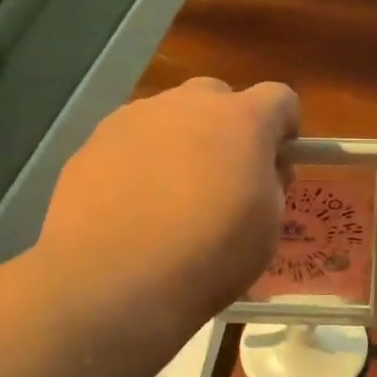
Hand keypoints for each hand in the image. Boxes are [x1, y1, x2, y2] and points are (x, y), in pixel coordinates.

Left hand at [37, 78, 297, 326]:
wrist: (114, 279)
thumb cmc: (210, 254)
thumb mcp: (268, 226)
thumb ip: (271, 184)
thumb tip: (260, 169)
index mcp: (243, 120)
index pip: (280, 98)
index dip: (284, 127)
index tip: (277, 161)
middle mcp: (188, 104)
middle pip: (219, 97)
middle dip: (228, 128)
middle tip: (224, 178)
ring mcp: (134, 118)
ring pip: (170, 117)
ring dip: (181, 143)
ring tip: (170, 197)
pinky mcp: (93, 142)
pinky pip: (130, 142)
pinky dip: (140, 163)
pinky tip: (133, 207)